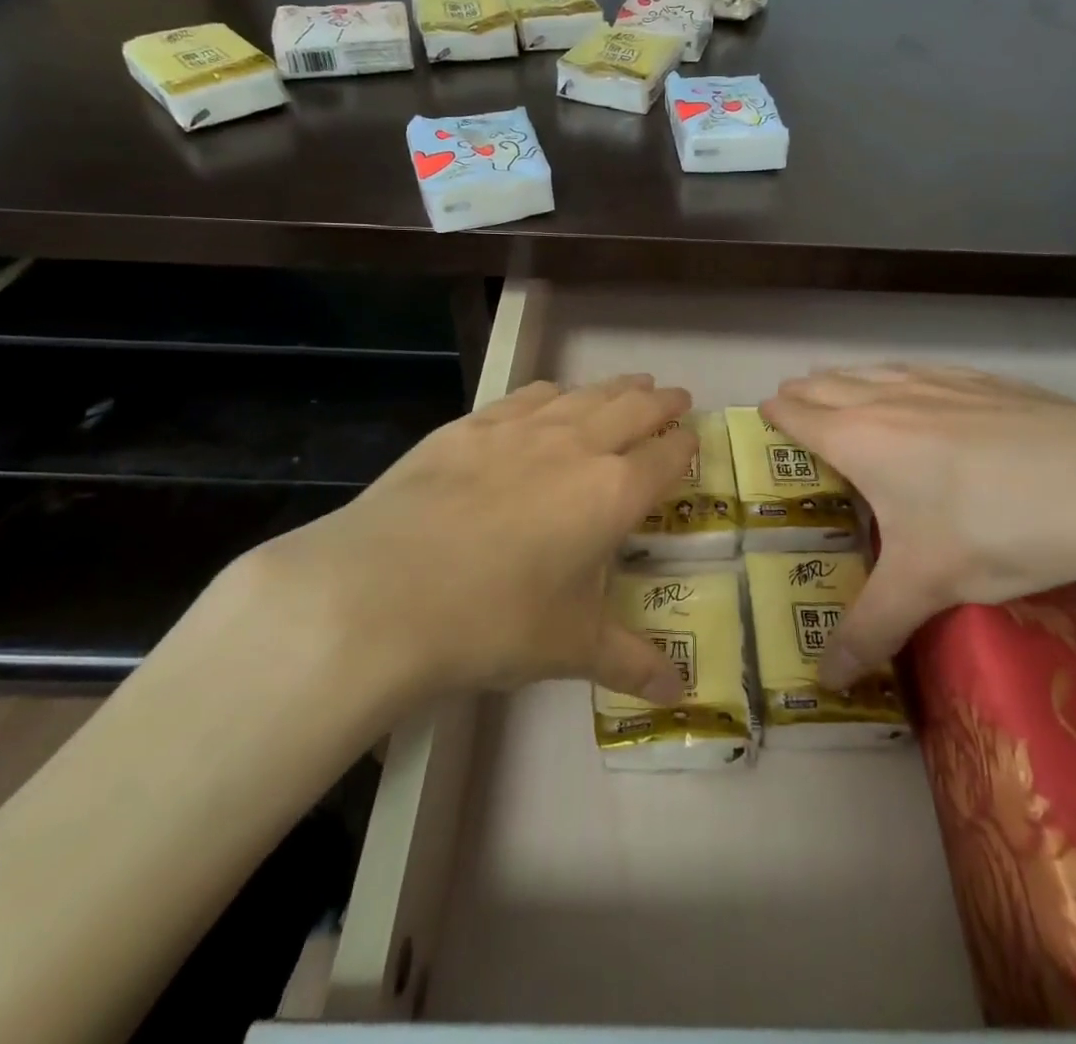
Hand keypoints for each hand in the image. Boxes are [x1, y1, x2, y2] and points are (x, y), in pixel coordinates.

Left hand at [236, 374, 697, 706]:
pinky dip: (554, 393)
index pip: (666, 456)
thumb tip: (679, 692)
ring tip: (631, 384)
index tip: (692, 439)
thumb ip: (631, 661)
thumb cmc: (493, 622)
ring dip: (615, 388)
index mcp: (613, 493)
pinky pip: (528, 396)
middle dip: (660, 402)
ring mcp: (521, 429)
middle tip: (675, 397)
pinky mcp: (472, 425)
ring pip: (585, 395)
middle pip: (633, 409)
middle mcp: (577, 446)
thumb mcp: (569, 648)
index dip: (685, 445)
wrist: (383, 591)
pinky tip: (552, 396)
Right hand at [763, 365, 1075, 686]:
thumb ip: (869, 630)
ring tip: (841, 390)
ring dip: (848, 379)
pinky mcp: (984, 380)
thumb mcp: (925, 586)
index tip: (764, 418)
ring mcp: (938, 382)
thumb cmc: (993, 530)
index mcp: (859, 439)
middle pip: (828, 384)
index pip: (798, 414)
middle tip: (795, 410)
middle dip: (805, 394)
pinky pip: (921, 369)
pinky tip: (920, 388)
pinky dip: (900, 376)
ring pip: (873, 370)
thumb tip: (824, 681)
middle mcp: (888, 398)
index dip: (776, 414)